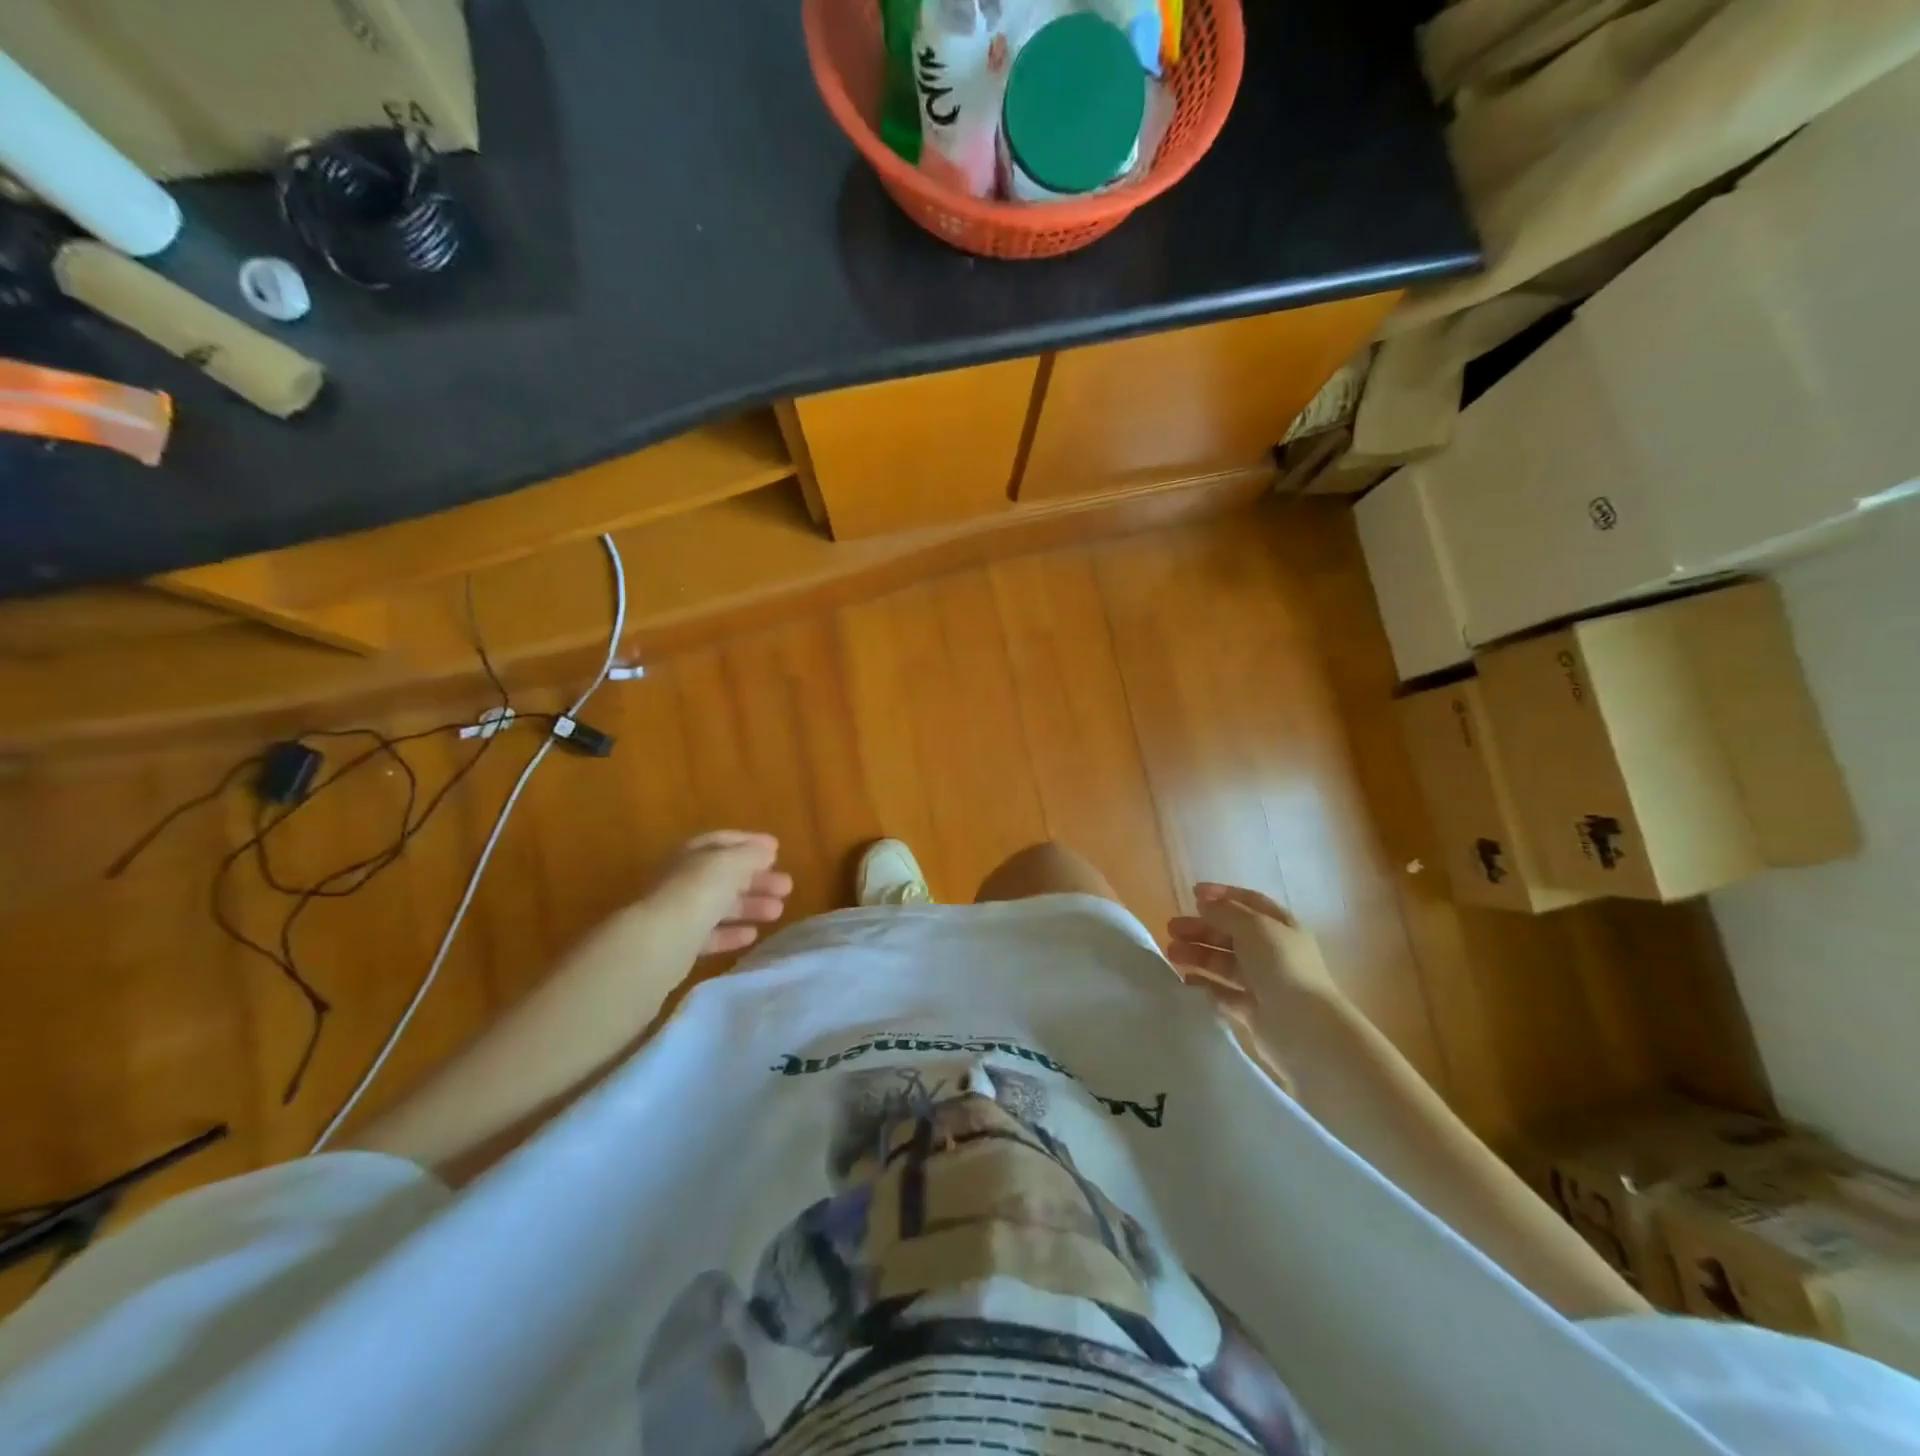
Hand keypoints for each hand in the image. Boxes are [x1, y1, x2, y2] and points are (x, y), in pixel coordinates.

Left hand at [645, 831, 793, 954]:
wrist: (658, 943)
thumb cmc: (697, 893)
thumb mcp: (730, 863)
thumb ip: (751, 854)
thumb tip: (766, 850)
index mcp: (692, 854)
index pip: (723, 842)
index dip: (750, 843)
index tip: (777, 850)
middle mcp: (684, 879)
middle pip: (725, 875)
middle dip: (757, 878)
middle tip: (787, 887)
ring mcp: (680, 912)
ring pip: (721, 905)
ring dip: (751, 905)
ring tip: (778, 912)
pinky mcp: (679, 944)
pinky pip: (711, 934)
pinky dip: (732, 933)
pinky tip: (752, 935)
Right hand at [1165, 883, 1339, 1016]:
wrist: (1303, 1027)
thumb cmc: (1282, 966)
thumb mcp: (1253, 927)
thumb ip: (1225, 911)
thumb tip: (1204, 903)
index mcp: (1280, 926)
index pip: (1249, 902)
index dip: (1222, 895)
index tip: (1192, 893)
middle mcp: (1272, 952)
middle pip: (1230, 934)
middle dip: (1201, 928)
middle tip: (1171, 928)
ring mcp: (1262, 982)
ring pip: (1224, 963)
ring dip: (1197, 954)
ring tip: (1171, 953)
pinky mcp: (1252, 1011)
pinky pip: (1223, 993)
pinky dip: (1205, 985)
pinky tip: (1186, 980)